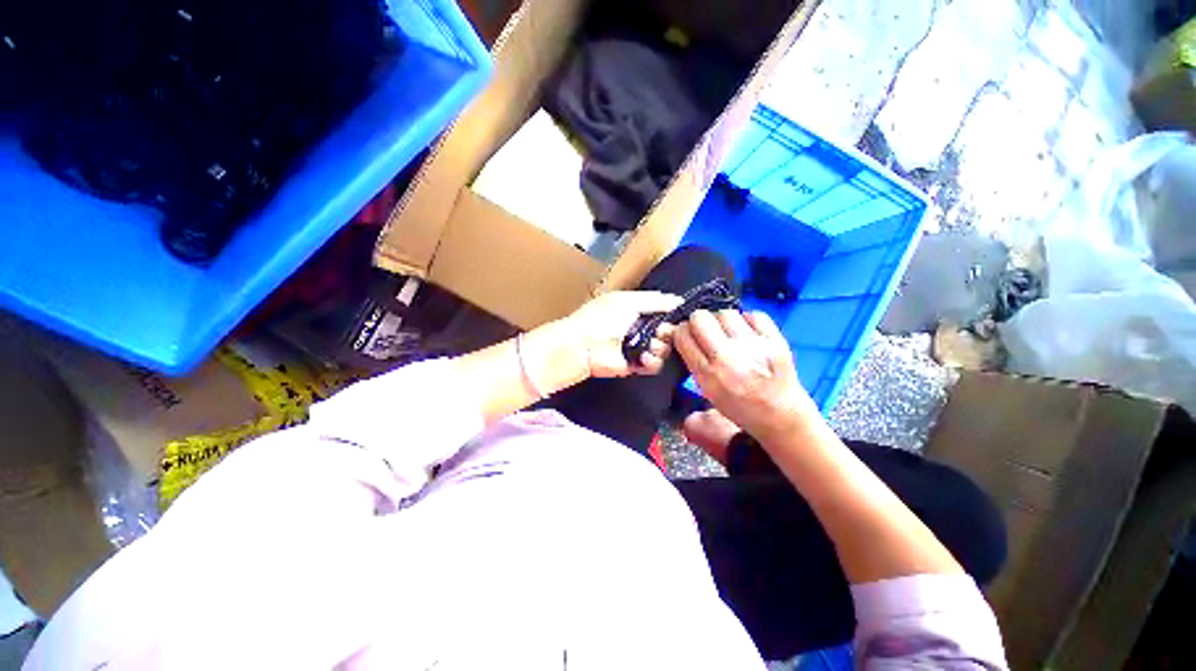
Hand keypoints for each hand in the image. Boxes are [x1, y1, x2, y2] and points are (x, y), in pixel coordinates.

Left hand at [557, 291, 682, 378]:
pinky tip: (645, 357)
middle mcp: (638, 328)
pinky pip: (655, 366)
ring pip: (664, 349)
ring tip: (650, 344)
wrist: (582, 347)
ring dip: (661, 347)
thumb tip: (678, 300)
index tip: (680, 317)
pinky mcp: (635, 366)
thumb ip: (654, 300)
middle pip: (668, 332)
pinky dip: (653, 362)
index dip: (674, 315)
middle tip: (662, 331)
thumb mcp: (628, 301)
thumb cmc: (599, 319)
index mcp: (636, 310)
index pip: (664, 312)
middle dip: (669, 332)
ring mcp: (637, 348)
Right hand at [674, 310, 814, 440]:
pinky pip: (753, 315)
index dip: (681, 332)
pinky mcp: (775, 340)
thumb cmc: (740, 406)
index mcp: (708, 374)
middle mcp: (728, 357)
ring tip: (726, 331)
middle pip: (700, 318)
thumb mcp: (707, 391)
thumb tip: (681, 334)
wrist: (781, 416)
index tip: (686, 335)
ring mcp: (753, 347)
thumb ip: (693, 364)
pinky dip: (747, 320)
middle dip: (697, 321)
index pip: (683, 336)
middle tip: (704, 330)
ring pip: (725, 313)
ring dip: (721, 320)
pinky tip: (746, 331)